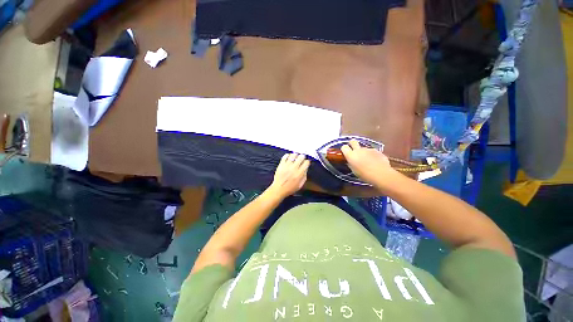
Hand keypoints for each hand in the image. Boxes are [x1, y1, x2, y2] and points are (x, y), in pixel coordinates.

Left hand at [268, 153, 309, 198]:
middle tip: (301, 158)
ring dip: (295, 155)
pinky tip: (289, 157)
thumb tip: (306, 169)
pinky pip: (285, 156)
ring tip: (295, 157)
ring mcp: (287, 166)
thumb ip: (304, 176)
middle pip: (301, 157)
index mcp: (300, 173)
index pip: (306, 162)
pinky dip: (288, 155)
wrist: (279, 189)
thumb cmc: (290, 188)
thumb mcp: (300, 184)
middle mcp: (294, 168)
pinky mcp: (281, 165)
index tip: (306, 162)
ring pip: (293, 155)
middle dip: (302, 157)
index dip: (307, 162)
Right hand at [340, 139, 397, 187]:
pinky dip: (371, 155)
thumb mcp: (354, 171)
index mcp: (351, 155)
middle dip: (352, 144)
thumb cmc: (365, 175)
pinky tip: (375, 162)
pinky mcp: (376, 150)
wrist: (382, 175)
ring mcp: (368, 149)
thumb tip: (350, 161)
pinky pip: (371, 151)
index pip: (344, 147)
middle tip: (353, 151)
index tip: (345, 153)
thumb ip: (351, 164)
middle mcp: (358, 150)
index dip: (344, 149)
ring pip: (363, 148)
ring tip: (367, 161)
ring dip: (363, 152)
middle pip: (352, 141)